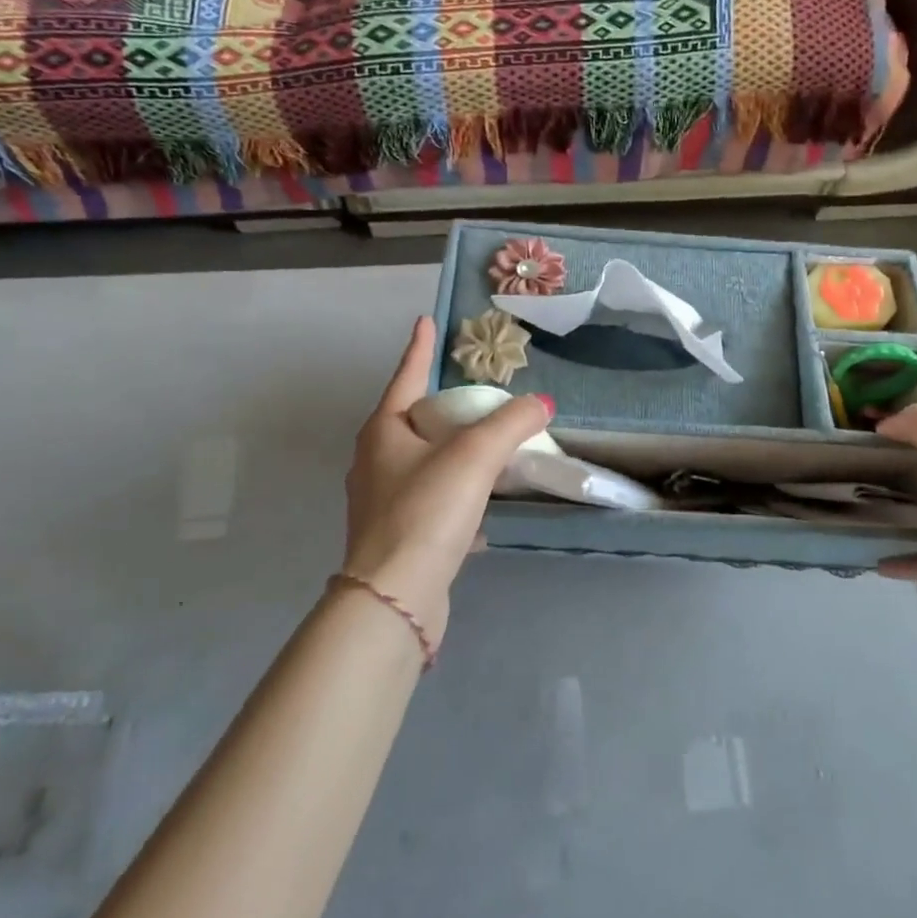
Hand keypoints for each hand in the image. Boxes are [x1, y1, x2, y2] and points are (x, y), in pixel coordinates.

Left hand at [343, 317, 551, 648]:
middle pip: (413, 421)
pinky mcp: (398, 538)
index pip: (407, 376)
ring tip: (486, 448)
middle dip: (441, 406)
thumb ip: (511, 423)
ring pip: (424, 464)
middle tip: (473, 393)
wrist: (396, 598)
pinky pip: (433, 501)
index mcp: (383, 432)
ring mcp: (382, 502)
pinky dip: (457, 495)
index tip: (425, 320)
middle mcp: (375, 462)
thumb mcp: (474, 456)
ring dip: (452, 454)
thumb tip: (541, 403)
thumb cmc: (426, 511)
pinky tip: (483, 507)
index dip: (420, 347)